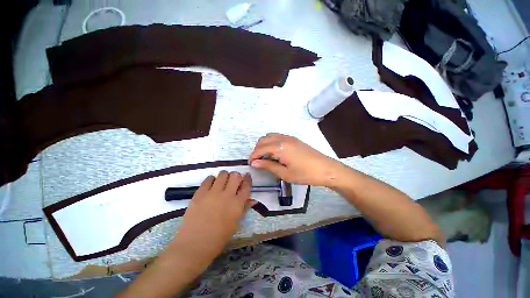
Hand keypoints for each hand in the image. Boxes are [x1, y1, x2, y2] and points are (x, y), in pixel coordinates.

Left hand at [173, 171, 253, 259]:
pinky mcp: (200, 193)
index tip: (247, 176)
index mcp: (237, 204)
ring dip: (225, 176)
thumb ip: (243, 209)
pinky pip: (208, 179)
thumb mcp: (235, 224)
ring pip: (223, 174)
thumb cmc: (218, 239)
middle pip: (235, 176)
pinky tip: (211, 184)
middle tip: (234, 180)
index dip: (248, 179)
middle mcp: (227, 195)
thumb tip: (251, 199)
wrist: (194, 245)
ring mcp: (213, 192)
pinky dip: (212, 179)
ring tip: (222, 181)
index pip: (246, 185)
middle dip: (236, 175)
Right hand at [249, 133, 343, 186]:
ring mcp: (289, 137)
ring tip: (265, 157)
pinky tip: (274, 152)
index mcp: (280, 147)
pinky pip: (277, 137)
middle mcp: (283, 139)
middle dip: (257, 149)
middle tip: (257, 161)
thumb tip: (254, 163)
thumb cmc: (305, 174)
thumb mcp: (285, 173)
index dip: (253, 156)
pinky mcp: (294, 139)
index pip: (260, 148)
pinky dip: (271, 142)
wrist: (326, 169)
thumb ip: (268, 166)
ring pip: (270, 136)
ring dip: (264, 145)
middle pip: (263, 140)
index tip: (251, 164)